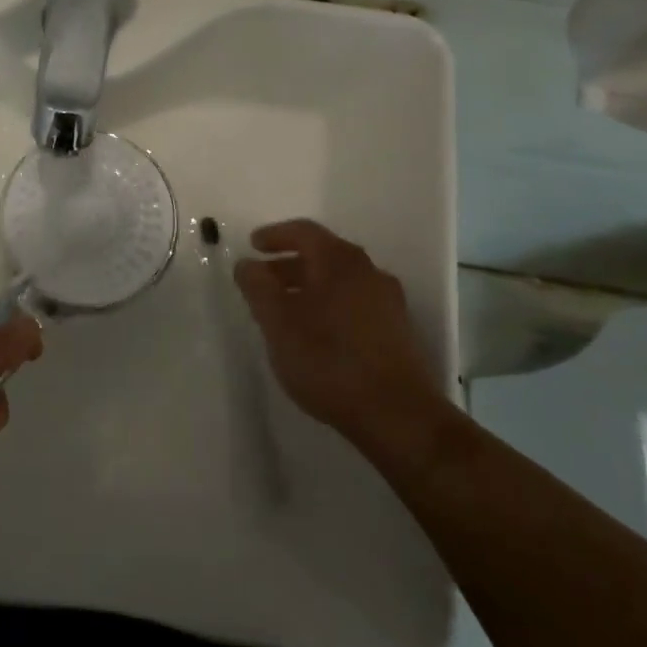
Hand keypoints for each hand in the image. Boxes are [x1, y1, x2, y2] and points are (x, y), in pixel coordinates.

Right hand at [233, 219, 440, 442]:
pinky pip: (355, 304)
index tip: (252, 245)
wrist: (398, 415)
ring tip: (286, 312)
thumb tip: (247, 264)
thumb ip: (257, 287)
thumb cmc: (328, 360)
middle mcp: (367, 271)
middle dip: (289, 265)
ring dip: (310, 288)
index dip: (274, 235)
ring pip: (340, 281)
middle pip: (322, 255)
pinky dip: (330, 306)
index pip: (302, 231)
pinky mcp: (398, 331)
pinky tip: (317, 334)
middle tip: (263, 281)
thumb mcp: (277, 322)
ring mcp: (388, 301)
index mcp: (338, 260)